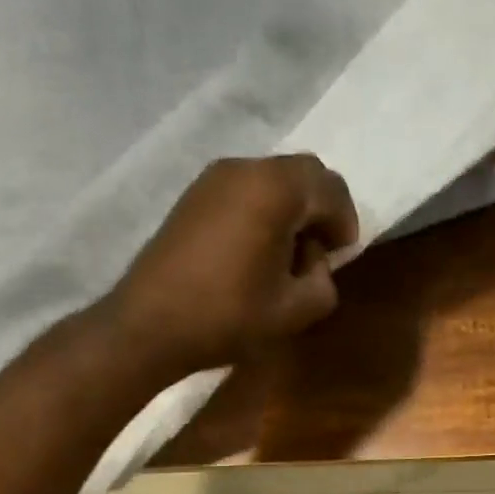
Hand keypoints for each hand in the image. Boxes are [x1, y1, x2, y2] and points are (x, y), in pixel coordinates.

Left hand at [109, 155, 360, 381]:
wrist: (149, 325)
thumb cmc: (228, 317)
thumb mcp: (295, 310)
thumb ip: (324, 281)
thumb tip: (315, 263)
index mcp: (276, 189)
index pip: (332, 189)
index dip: (345, 223)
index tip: (340, 257)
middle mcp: (246, 168)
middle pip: (303, 174)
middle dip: (320, 209)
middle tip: (317, 252)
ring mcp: (214, 177)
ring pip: (272, 179)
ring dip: (290, 209)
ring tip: (284, 255)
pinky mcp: (193, 195)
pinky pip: (245, 190)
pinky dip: (262, 210)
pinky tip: (253, 252)